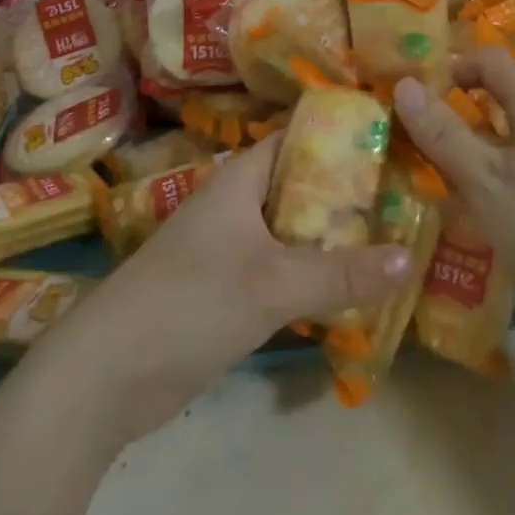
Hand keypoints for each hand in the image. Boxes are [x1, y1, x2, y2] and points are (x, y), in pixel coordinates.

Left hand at [33, 134, 411, 444]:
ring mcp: (230, 250)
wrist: (104, 378)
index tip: (392, 140)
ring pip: (294, 231)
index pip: (297, 138)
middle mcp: (237, 205)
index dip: (341, 135)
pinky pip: (282, 269)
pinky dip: (314, 273)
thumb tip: (410, 257)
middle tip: (406, 196)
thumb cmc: (189, 303)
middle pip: (301, 186)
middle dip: (349, 192)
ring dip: (334, 237)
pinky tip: (353, 286)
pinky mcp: (227, 291)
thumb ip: (343, 273)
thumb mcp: (274, 284)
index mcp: (240, 179)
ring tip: (394, 236)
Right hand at [392, 48, 514, 359]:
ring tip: (433, 183)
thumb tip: (405, 83)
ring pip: (513, 146)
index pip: (491, 60)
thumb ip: (445, 134)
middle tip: (411, 141)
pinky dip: (498, 188)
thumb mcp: (489, 181)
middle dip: (456, 117)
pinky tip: (479, 221)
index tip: (413, 92)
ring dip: (474, 157)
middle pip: (501, 104)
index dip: (451, 65)